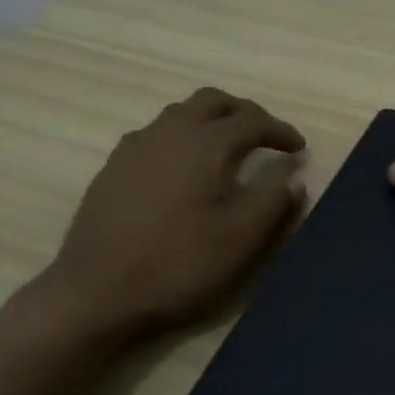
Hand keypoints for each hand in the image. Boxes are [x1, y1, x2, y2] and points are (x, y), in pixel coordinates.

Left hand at [39, 88, 305, 341]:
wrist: (95, 293)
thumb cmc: (178, 264)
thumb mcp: (240, 238)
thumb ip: (273, 201)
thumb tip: (294, 176)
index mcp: (203, 143)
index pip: (252, 120)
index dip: (280, 130)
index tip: (299, 148)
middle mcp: (167, 132)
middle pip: (211, 101)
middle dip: (244, 113)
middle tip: (264, 136)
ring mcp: (133, 148)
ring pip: (179, 114)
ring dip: (210, 121)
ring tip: (227, 150)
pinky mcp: (112, 169)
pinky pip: (155, 136)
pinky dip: (182, 139)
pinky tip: (183, 172)